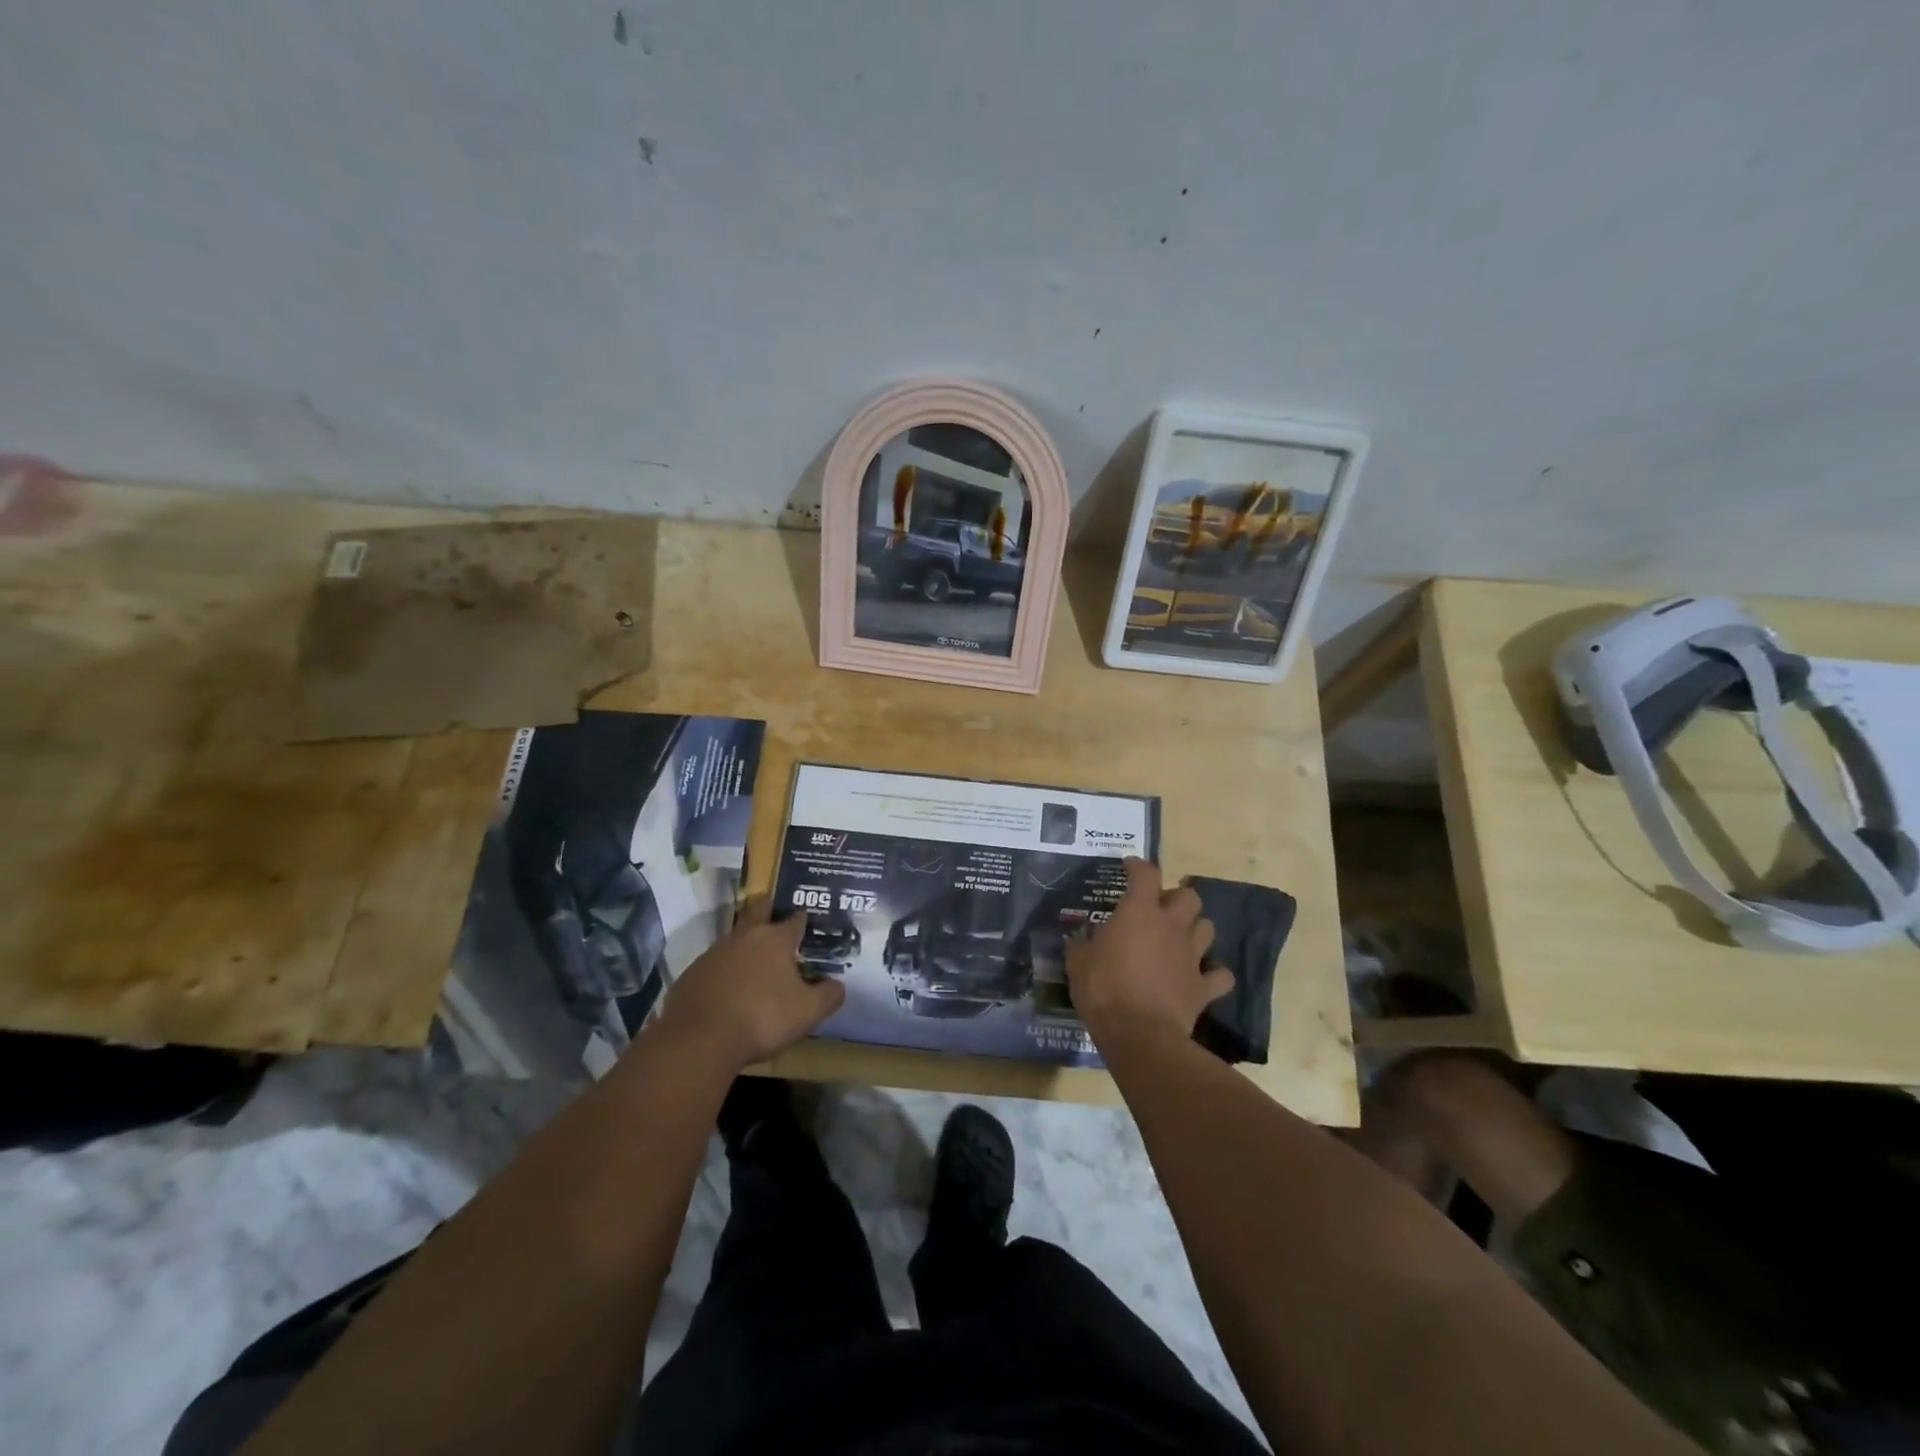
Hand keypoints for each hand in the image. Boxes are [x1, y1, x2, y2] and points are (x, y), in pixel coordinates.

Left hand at [656, 901, 844, 1069]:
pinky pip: (715, 964)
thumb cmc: (761, 1018)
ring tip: (755, 958)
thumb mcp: (808, 1012)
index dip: (803, 919)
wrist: (698, 1040)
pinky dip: (725, 969)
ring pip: (735, 939)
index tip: (808, 920)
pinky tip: (729, 987)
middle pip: (759, 913)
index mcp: (775, 939)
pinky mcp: (692, 973)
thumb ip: (829, 995)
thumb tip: (838, 985)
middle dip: (768, 911)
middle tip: (777, 917)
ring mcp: (714, 953)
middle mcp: (744, 937)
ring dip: (746, 944)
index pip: (795, 920)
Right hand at [1067, 858, 1232, 1046]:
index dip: (1138, 866)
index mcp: (1138, 912)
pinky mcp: (1203, 986)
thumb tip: (1078, 940)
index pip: (1145, 874)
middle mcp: (1171, 926)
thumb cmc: (1103, 989)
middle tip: (1161, 909)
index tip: (1129, 867)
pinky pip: (1220, 974)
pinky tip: (1203, 977)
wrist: (1138, 1034)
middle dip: (1177, 898)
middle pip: (1189, 896)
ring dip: (1195, 929)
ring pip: (1207, 927)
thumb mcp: (1077, 963)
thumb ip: (1080, 945)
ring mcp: (1192, 955)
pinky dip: (1214, 973)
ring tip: (1181, 939)